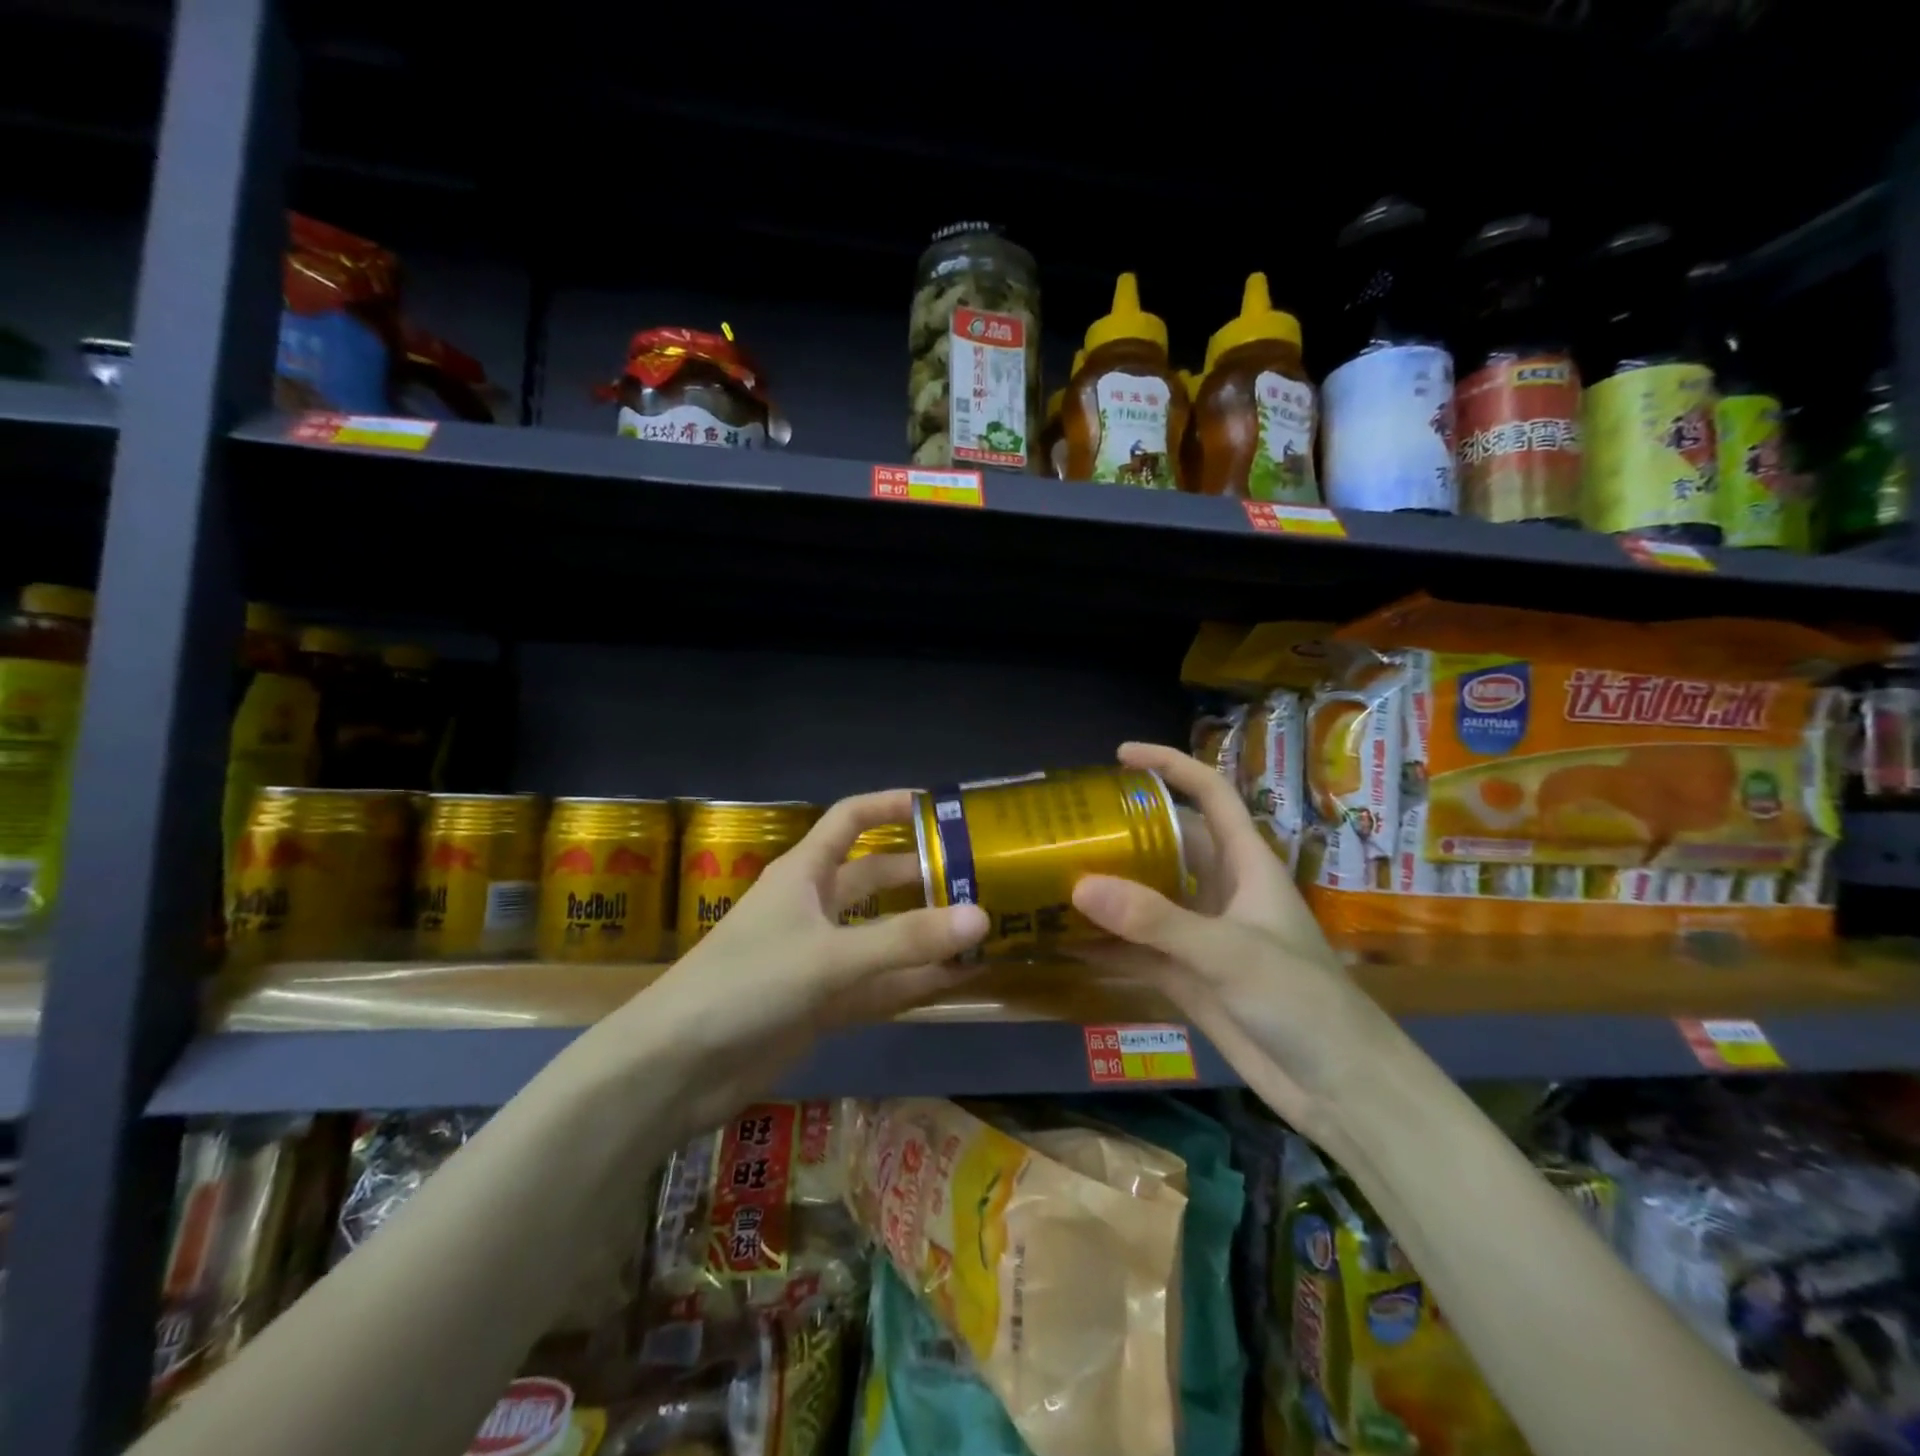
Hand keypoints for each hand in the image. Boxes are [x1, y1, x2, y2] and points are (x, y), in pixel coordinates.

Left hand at [598, 789, 988, 1130]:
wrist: (676, 1068)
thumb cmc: (746, 984)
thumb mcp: (829, 956)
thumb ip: (905, 940)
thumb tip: (981, 917)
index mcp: (804, 873)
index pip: (851, 820)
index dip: (890, 806)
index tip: (940, 808)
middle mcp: (814, 907)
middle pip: (875, 879)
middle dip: (921, 877)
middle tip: (979, 879)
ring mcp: (818, 958)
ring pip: (882, 936)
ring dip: (925, 935)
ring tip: (983, 931)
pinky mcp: (821, 1004)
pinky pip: (878, 985)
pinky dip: (913, 983)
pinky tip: (957, 982)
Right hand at [1070, 742, 1395, 1140]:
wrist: (1338, 1088)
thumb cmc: (1302, 1002)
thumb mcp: (1229, 953)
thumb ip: (1155, 920)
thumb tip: (1079, 886)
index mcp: (1246, 864)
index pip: (1210, 794)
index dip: (1170, 766)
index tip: (1120, 755)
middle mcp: (1221, 891)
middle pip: (1168, 843)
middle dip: (1124, 831)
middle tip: (1068, 825)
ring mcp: (1202, 935)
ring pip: (1147, 897)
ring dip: (1107, 890)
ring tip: (1052, 875)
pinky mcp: (1187, 976)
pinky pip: (1137, 948)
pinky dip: (1104, 945)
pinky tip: (1063, 942)